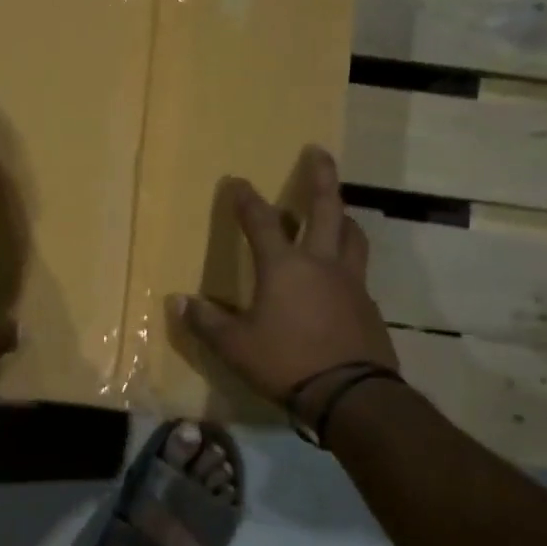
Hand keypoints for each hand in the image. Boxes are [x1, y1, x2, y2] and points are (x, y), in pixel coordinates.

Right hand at [169, 147, 396, 415]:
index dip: (245, 199)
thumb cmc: (286, 362)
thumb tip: (178, 301)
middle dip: (321, 177)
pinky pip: (359, 270)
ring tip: (339, 209)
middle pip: (326, 209)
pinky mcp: (368, 305)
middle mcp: (321, 263)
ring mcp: (350, 282)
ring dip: (343, 215)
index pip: (260, 221)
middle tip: (319, 151)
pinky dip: (349, 259)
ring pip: (353, 235)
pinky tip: (341, 274)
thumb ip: (206, 321)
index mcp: (284, 266)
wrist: (351, 394)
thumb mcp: (235, 346)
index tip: (236, 181)